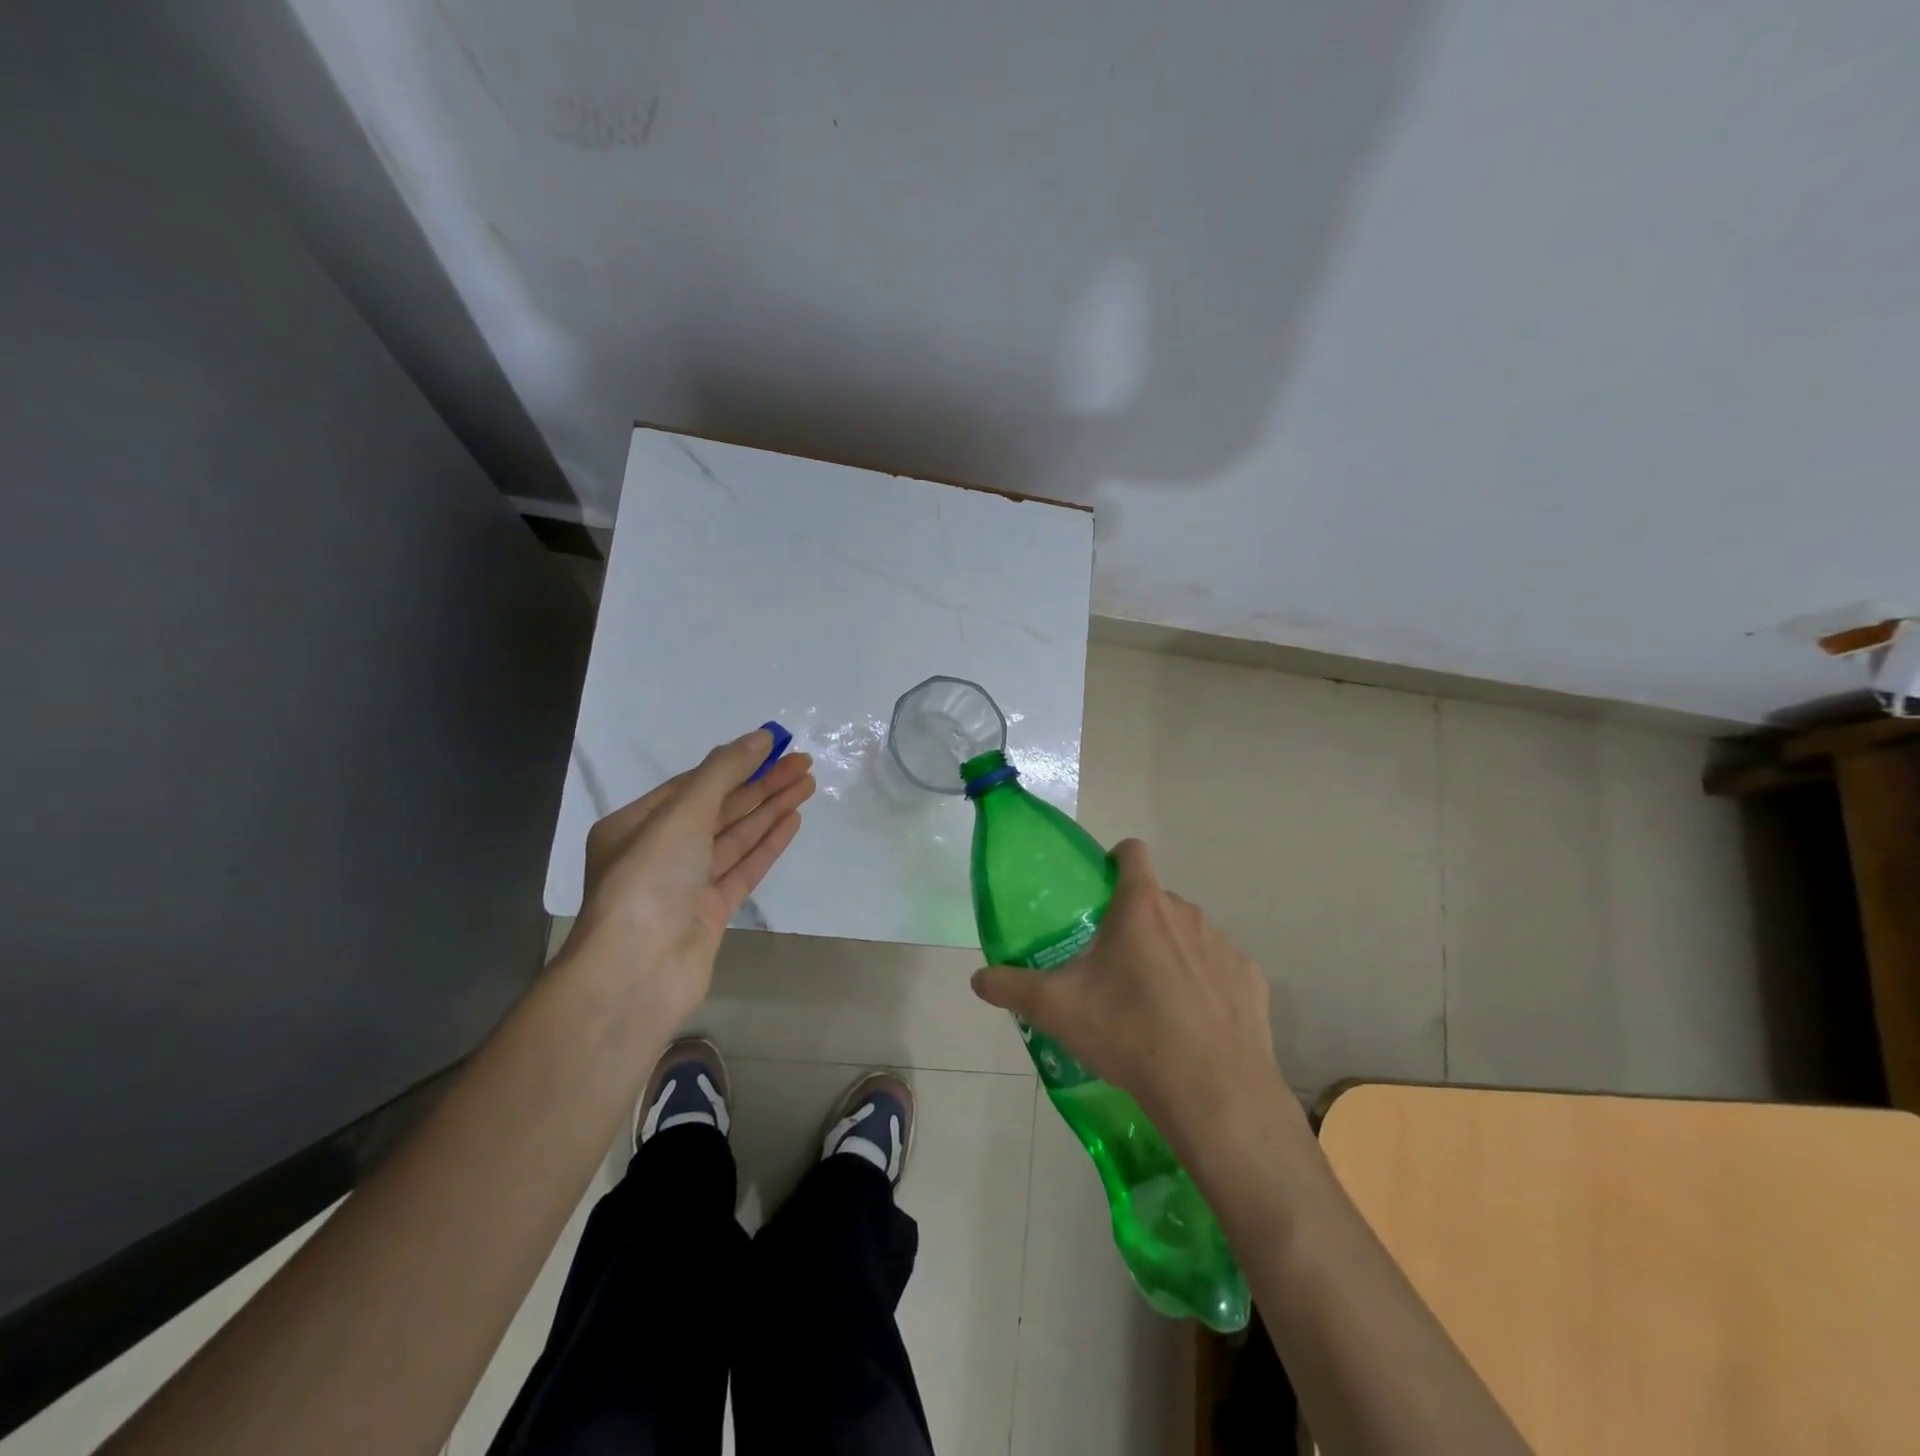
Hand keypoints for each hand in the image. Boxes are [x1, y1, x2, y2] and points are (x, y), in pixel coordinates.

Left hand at [564, 729, 813, 1026]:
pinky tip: (792, 821)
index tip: (775, 746)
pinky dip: (767, 844)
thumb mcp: (682, 814)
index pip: (693, 785)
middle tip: (804, 764)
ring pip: (734, 838)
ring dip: (769, 810)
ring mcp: (686, 885)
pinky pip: (743, 869)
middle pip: (719, 809)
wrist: (637, 972)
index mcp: (636, 825)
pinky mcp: (710, 913)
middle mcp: (659, 852)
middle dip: (761, 785)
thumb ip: (723, 773)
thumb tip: (761, 737)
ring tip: (807, 784)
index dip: (736, 763)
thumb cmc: (650, 880)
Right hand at [970, 839, 1285, 1152]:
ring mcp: (1224, 946)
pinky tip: (1193, 1024)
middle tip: (1114, 962)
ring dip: (1171, 951)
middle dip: (1136, 920)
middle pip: (1157, 900)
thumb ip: (1011, 987)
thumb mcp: (1056, 1009)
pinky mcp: (1251, 980)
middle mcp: (1187, 914)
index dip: (1115, 860)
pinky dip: (1206, 984)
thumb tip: (977, 979)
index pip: (1132, 851)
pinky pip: (1221, 969)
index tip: (1100, 888)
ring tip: (1152, 1000)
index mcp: (1141, 907)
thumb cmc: (1128, 1032)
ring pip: (1190, 934)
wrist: (1212, 1091)